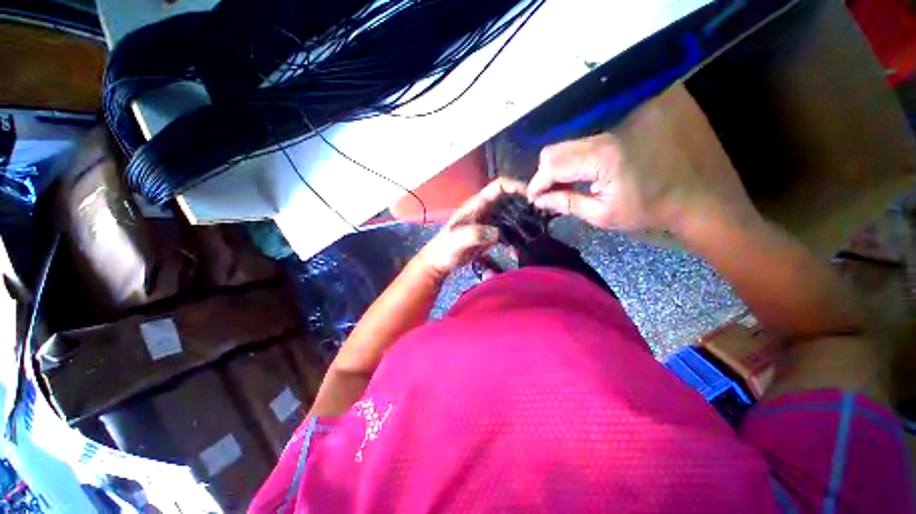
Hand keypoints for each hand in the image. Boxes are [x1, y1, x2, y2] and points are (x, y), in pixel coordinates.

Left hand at [416, 178, 526, 278]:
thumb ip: (474, 234)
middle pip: (509, 198)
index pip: (499, 186)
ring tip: (537, 228)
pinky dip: (517, 232)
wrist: (439, 262)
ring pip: (510, 213)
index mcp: (476, 205)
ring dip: (522, 218)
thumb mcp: (456, 240)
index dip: (516, 186)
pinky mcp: (490, 234)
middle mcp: (484, 209)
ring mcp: (488, 222)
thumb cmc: (445, 249)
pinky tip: (523, 242)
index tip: (532, 197)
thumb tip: (496, 233)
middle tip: (540, 215)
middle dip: (524, 202)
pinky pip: (507, 229)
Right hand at [527, 85, 756, 234]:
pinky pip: (595, 134)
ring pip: (575, 140)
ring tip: (570, 182)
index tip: (534, 196)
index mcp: (604, 157)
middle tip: (550, 190)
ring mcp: (627, 117)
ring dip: (565, 163)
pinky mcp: (638, 113)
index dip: (537, 181)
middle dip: (547, 172)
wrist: (703, 197)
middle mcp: (612, 130)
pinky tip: (591, 168)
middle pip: (558, 147)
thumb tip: (538, 199)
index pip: (552, 162)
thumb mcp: (602, 215)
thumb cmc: (651, 211)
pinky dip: (584, 153)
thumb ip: (566, 203)